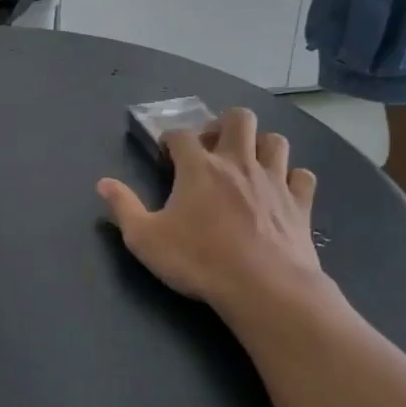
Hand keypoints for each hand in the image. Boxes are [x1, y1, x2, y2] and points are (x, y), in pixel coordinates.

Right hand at [97, 108, 333, 331]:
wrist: (265, 288)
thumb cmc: (199, 260)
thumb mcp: (145, 239)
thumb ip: (123, 207)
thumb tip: (103, 183)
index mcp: (198, 168)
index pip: (181, 134)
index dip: (170, 138)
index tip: (165, 154)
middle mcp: (238, 163)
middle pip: (239, 118)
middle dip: (223, 124)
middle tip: (212, 148)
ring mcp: (274, 181)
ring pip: (275, 140)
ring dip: (260, 145)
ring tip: (247, 164)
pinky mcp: (300, 204)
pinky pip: (302, 176)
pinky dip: (292, 178)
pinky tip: (281, 191)